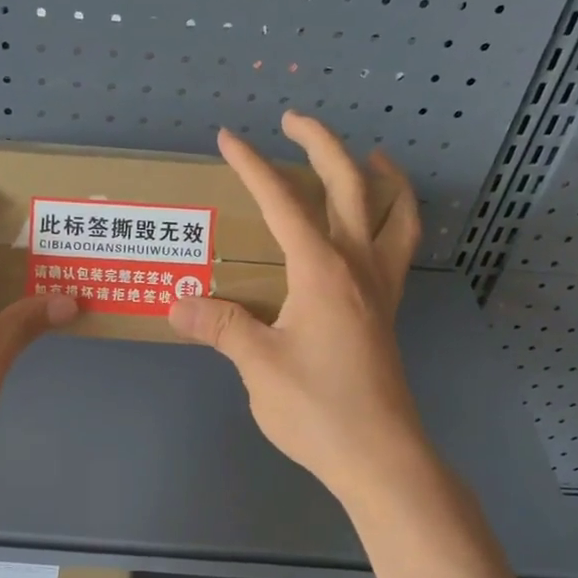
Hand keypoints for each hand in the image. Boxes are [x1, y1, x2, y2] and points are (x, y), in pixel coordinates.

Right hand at [169, 113, 427, 506]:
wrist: (379, 457)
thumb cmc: (318, 409)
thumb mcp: (258, 365)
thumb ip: (221, 325)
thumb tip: (178, 302)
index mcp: (322, 270)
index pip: (283, 202)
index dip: (253, 166)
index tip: (228, 138)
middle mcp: (357, 267)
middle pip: (349, 186)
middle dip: (320, 145)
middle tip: (292, 121)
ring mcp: (380, 290)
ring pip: (394, 214)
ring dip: (381, 176)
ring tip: (370, 155)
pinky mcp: (387, 313)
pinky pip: (400, 249)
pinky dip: (396, 220)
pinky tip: (378, 228)